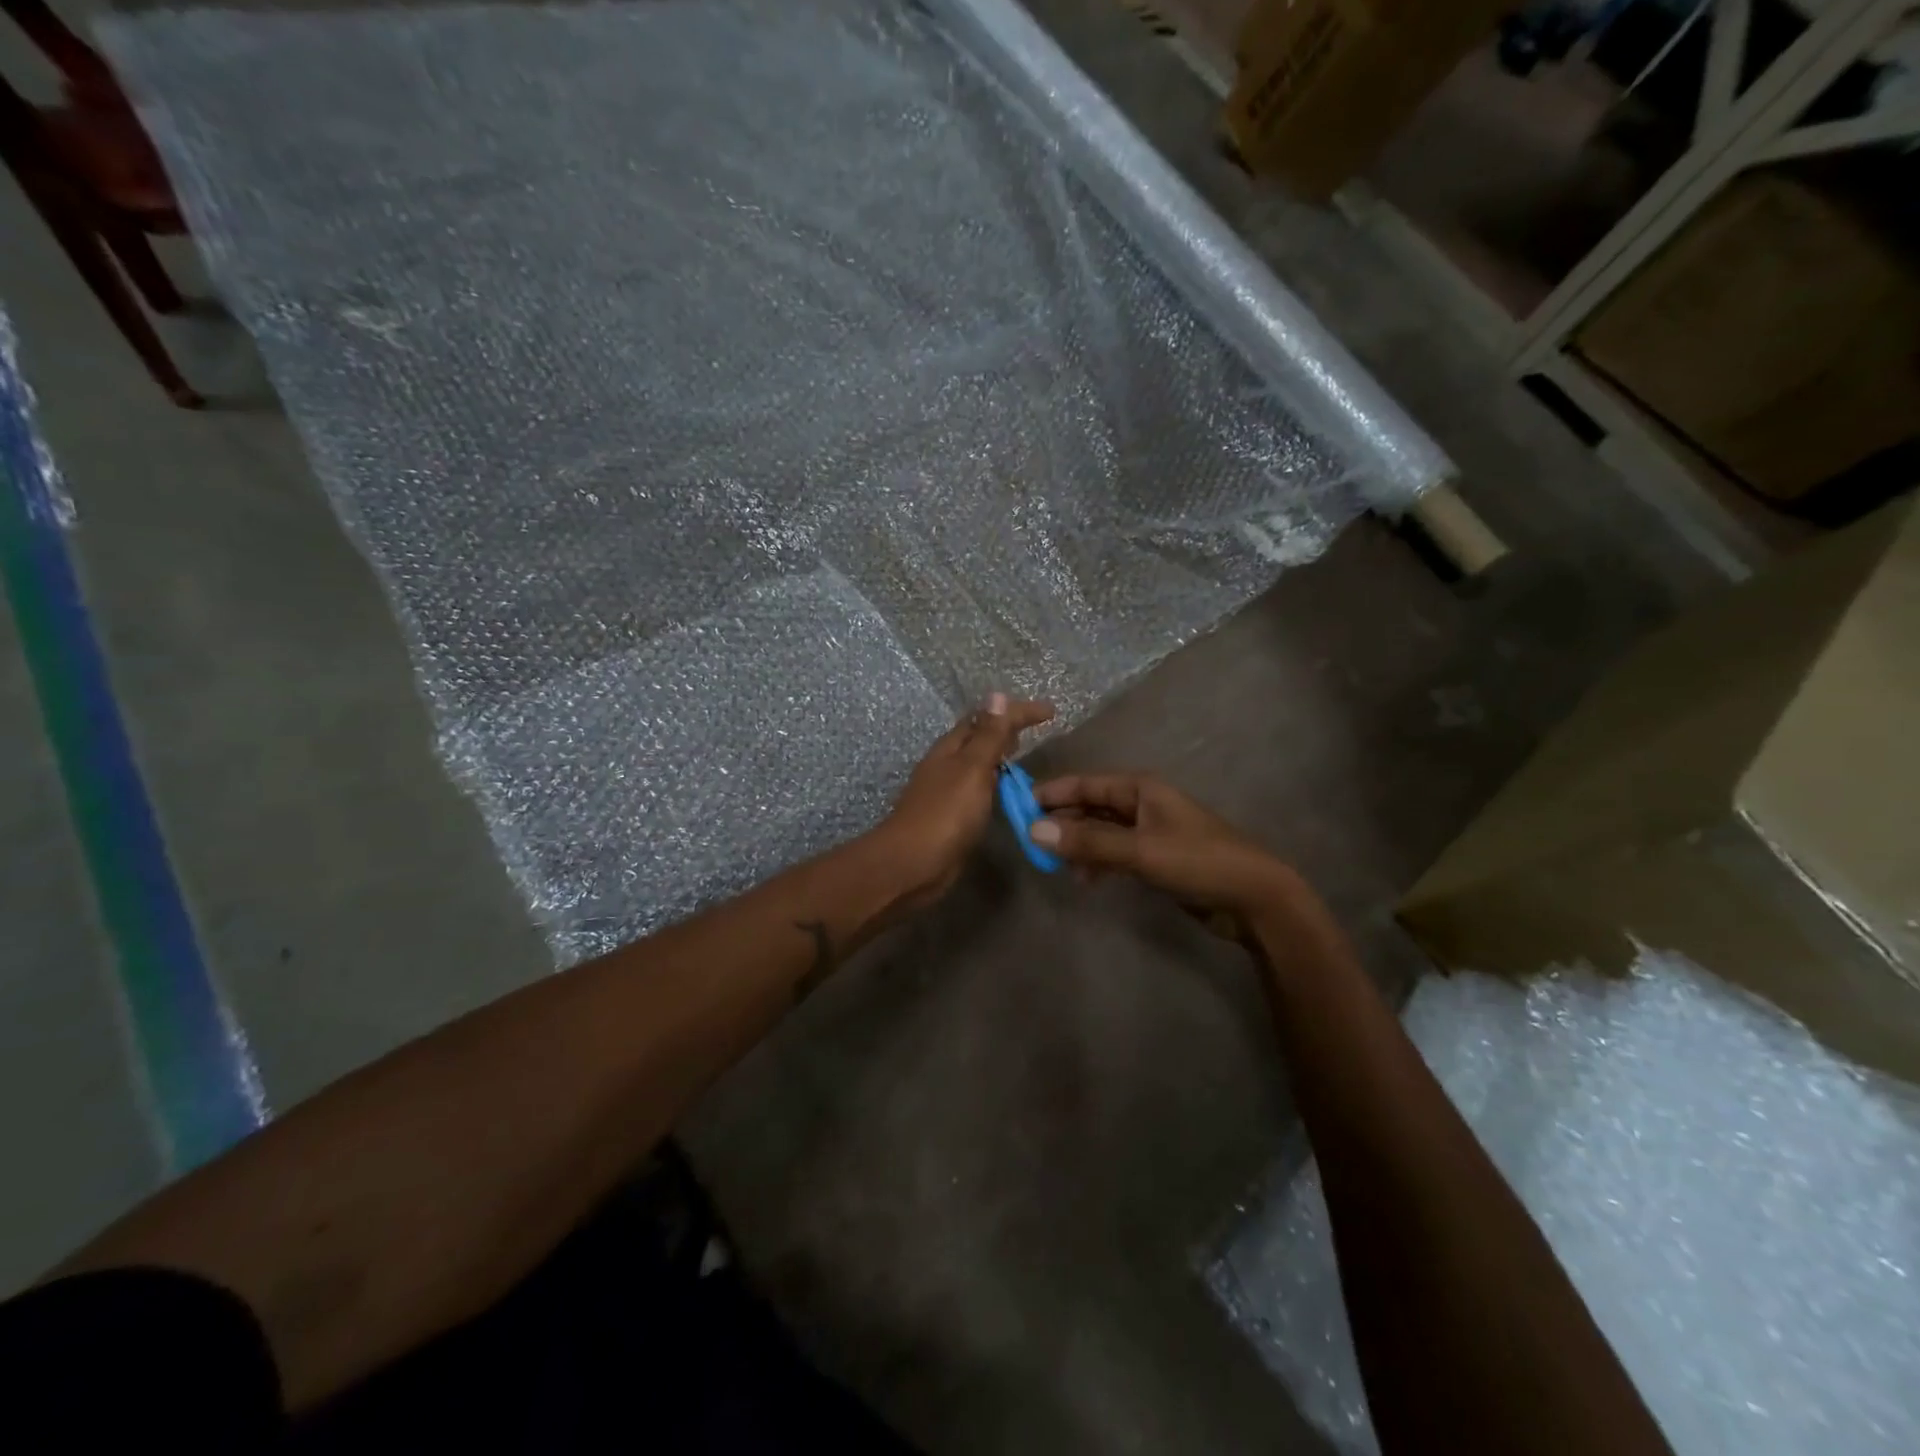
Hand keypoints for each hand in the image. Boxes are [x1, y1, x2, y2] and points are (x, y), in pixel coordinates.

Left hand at [880, 693, 1054, 904]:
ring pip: (976, 764)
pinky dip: (994, 783)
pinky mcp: (951, 817)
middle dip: (1004, 729)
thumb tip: (995, 695)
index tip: (1050, 711)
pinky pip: (977, 790)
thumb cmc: (945, 813)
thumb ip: (987, 736)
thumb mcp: (972, 769)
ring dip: (998, 756)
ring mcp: (946, 792)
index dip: (1017, 712)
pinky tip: (1004, 794)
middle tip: (1035, 729)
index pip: (986, 719)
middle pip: (977, 738)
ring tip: (1023, 756)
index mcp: (950, 748)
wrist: (913, 864)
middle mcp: (946, 765)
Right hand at [1031, 773, 1303, 927]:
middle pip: (1091, 806)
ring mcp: (1149, 832)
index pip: (1086, 783)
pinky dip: (1097, 862)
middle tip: (1029, 841)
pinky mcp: (1156, 858)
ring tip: (1052, 864)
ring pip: (1101, 832)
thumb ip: (1088, 842)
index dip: (1052, 793)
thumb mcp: (1140, 851)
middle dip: (1062, 822)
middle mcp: (1142, 804)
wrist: (1254, 898)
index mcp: (1140, 789)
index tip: (1019, 806)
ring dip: (1077, 845)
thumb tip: (1034, 831)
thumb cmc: (1198, 861)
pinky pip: (1115, 853)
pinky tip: (1084, 879)